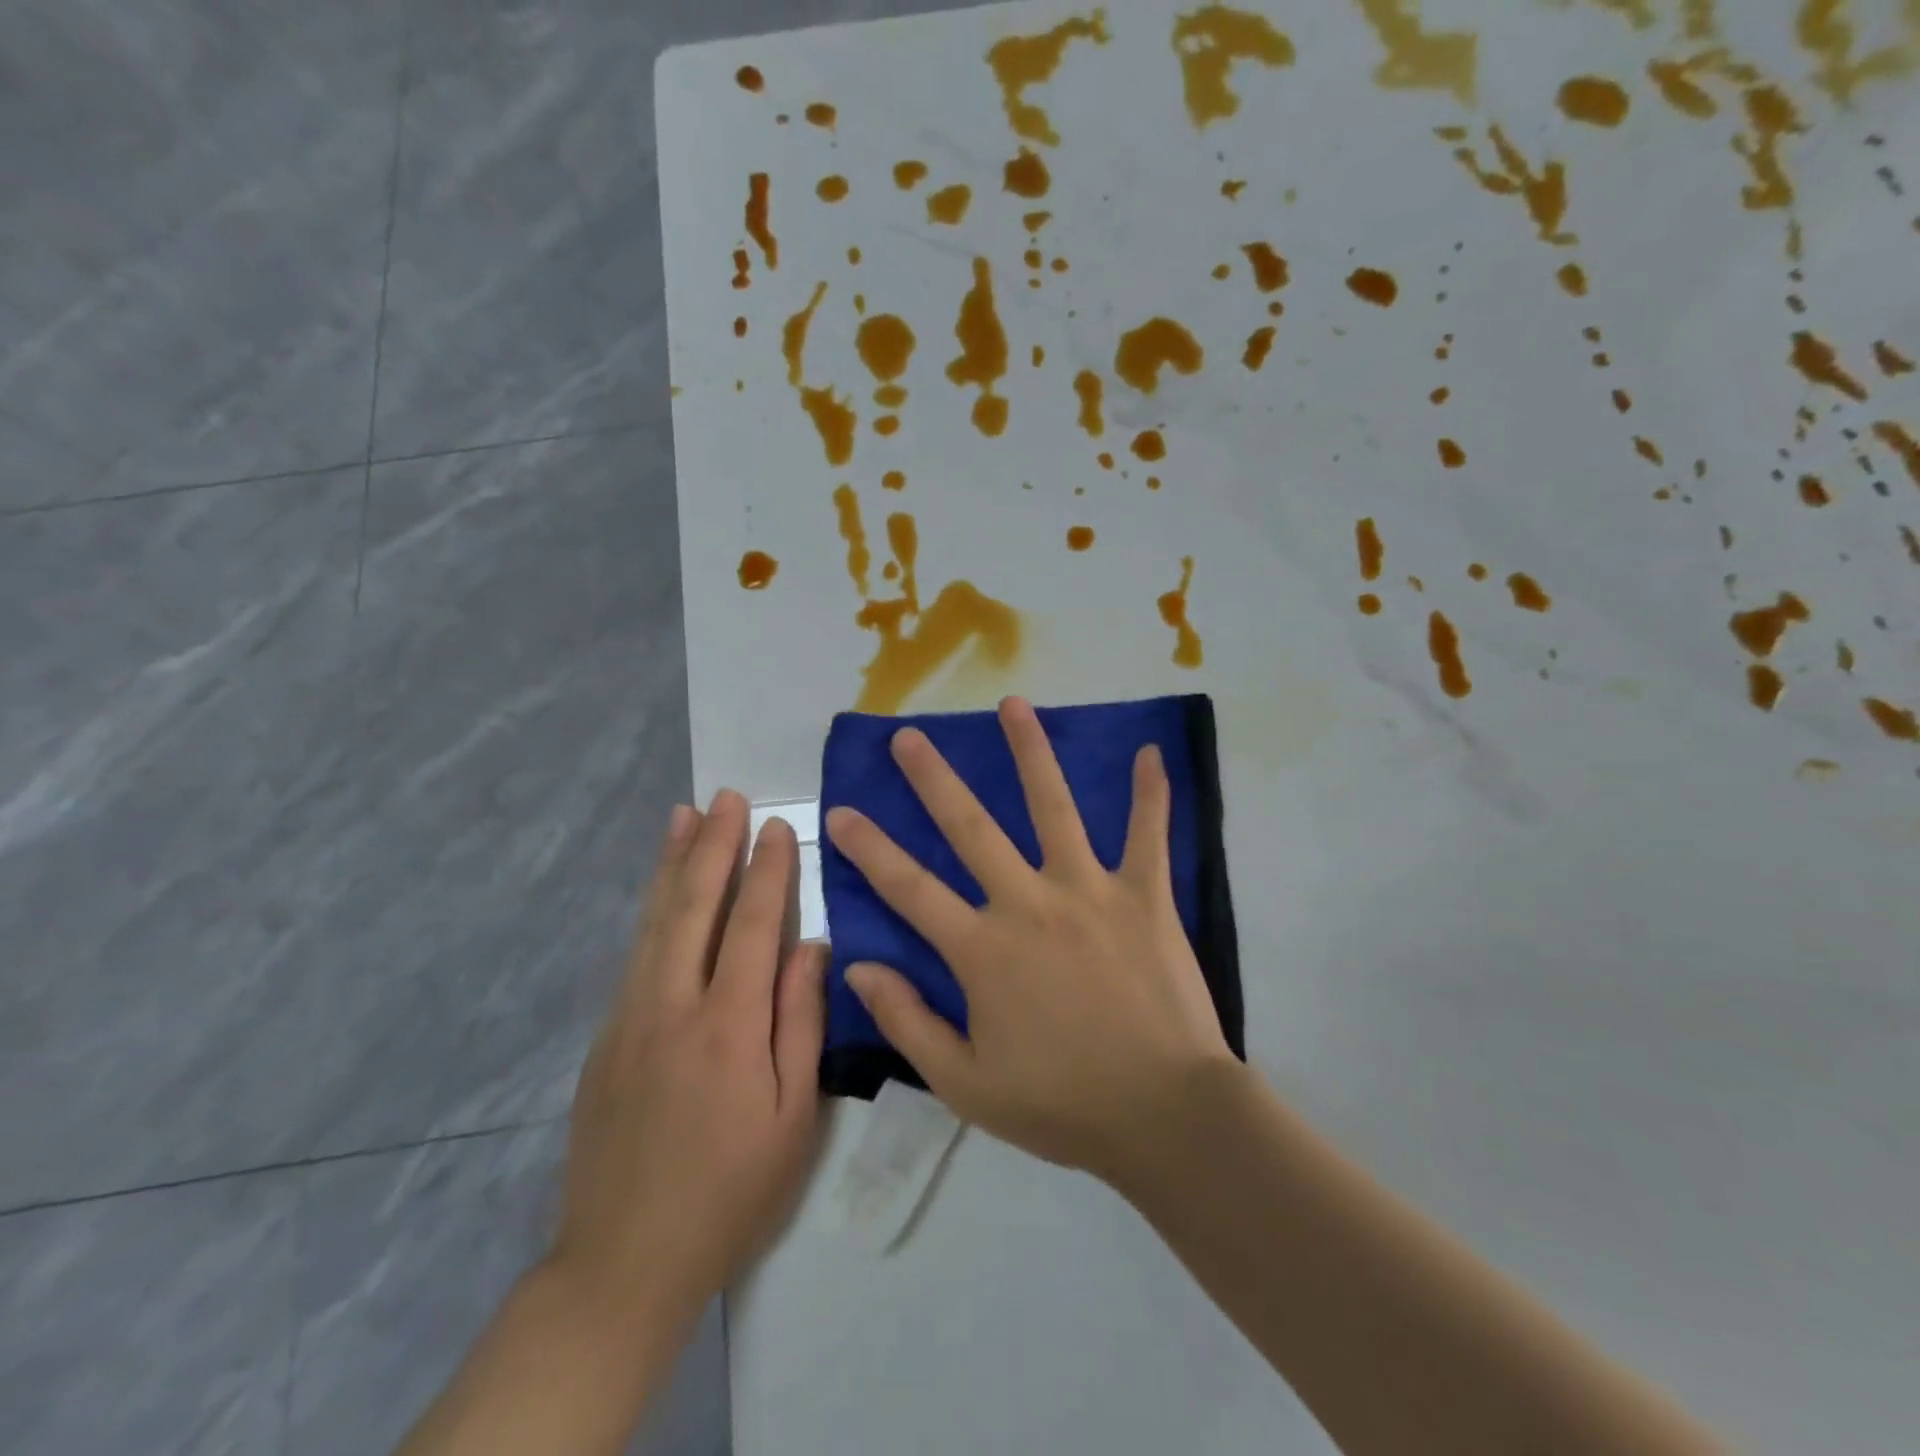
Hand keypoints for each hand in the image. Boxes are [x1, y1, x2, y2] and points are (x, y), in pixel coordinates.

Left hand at [548, 792, 824, 1325]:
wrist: (623, 1261)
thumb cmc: (731, 1191)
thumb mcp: (794, 1117)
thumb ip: (801, 1023)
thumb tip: (810, 948)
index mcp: (728, 1026)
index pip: (751, 925)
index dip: (767, 872)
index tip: (776, 826)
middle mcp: (672, 1007)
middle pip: (694, 907)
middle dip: (712, 846)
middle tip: (725, 797)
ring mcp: (630, 1019)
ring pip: (654, 922)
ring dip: (672, 864)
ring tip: (682, 816)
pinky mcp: (606, 1038)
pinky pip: (635, 954)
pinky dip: (650, 909)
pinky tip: (660, 891)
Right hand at [824, 697, 1233, 1180]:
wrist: (1164, 1115)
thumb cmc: (1062, 1103)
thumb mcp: (966, 1084)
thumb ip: (908, 1022)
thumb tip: (859, 967)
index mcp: (983, 949)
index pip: (909, 888)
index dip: (869, 849)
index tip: (840, 811)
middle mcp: (1029, 902)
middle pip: (971, 827)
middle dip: (933, 778)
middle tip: (908, 735)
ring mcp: (1090, 891)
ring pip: (1054, 808)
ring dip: (1030, 753)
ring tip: (1012, 705)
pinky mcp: (1145, 896)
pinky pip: (1148, 835)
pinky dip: (1151, 794)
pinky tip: (1150, 752)